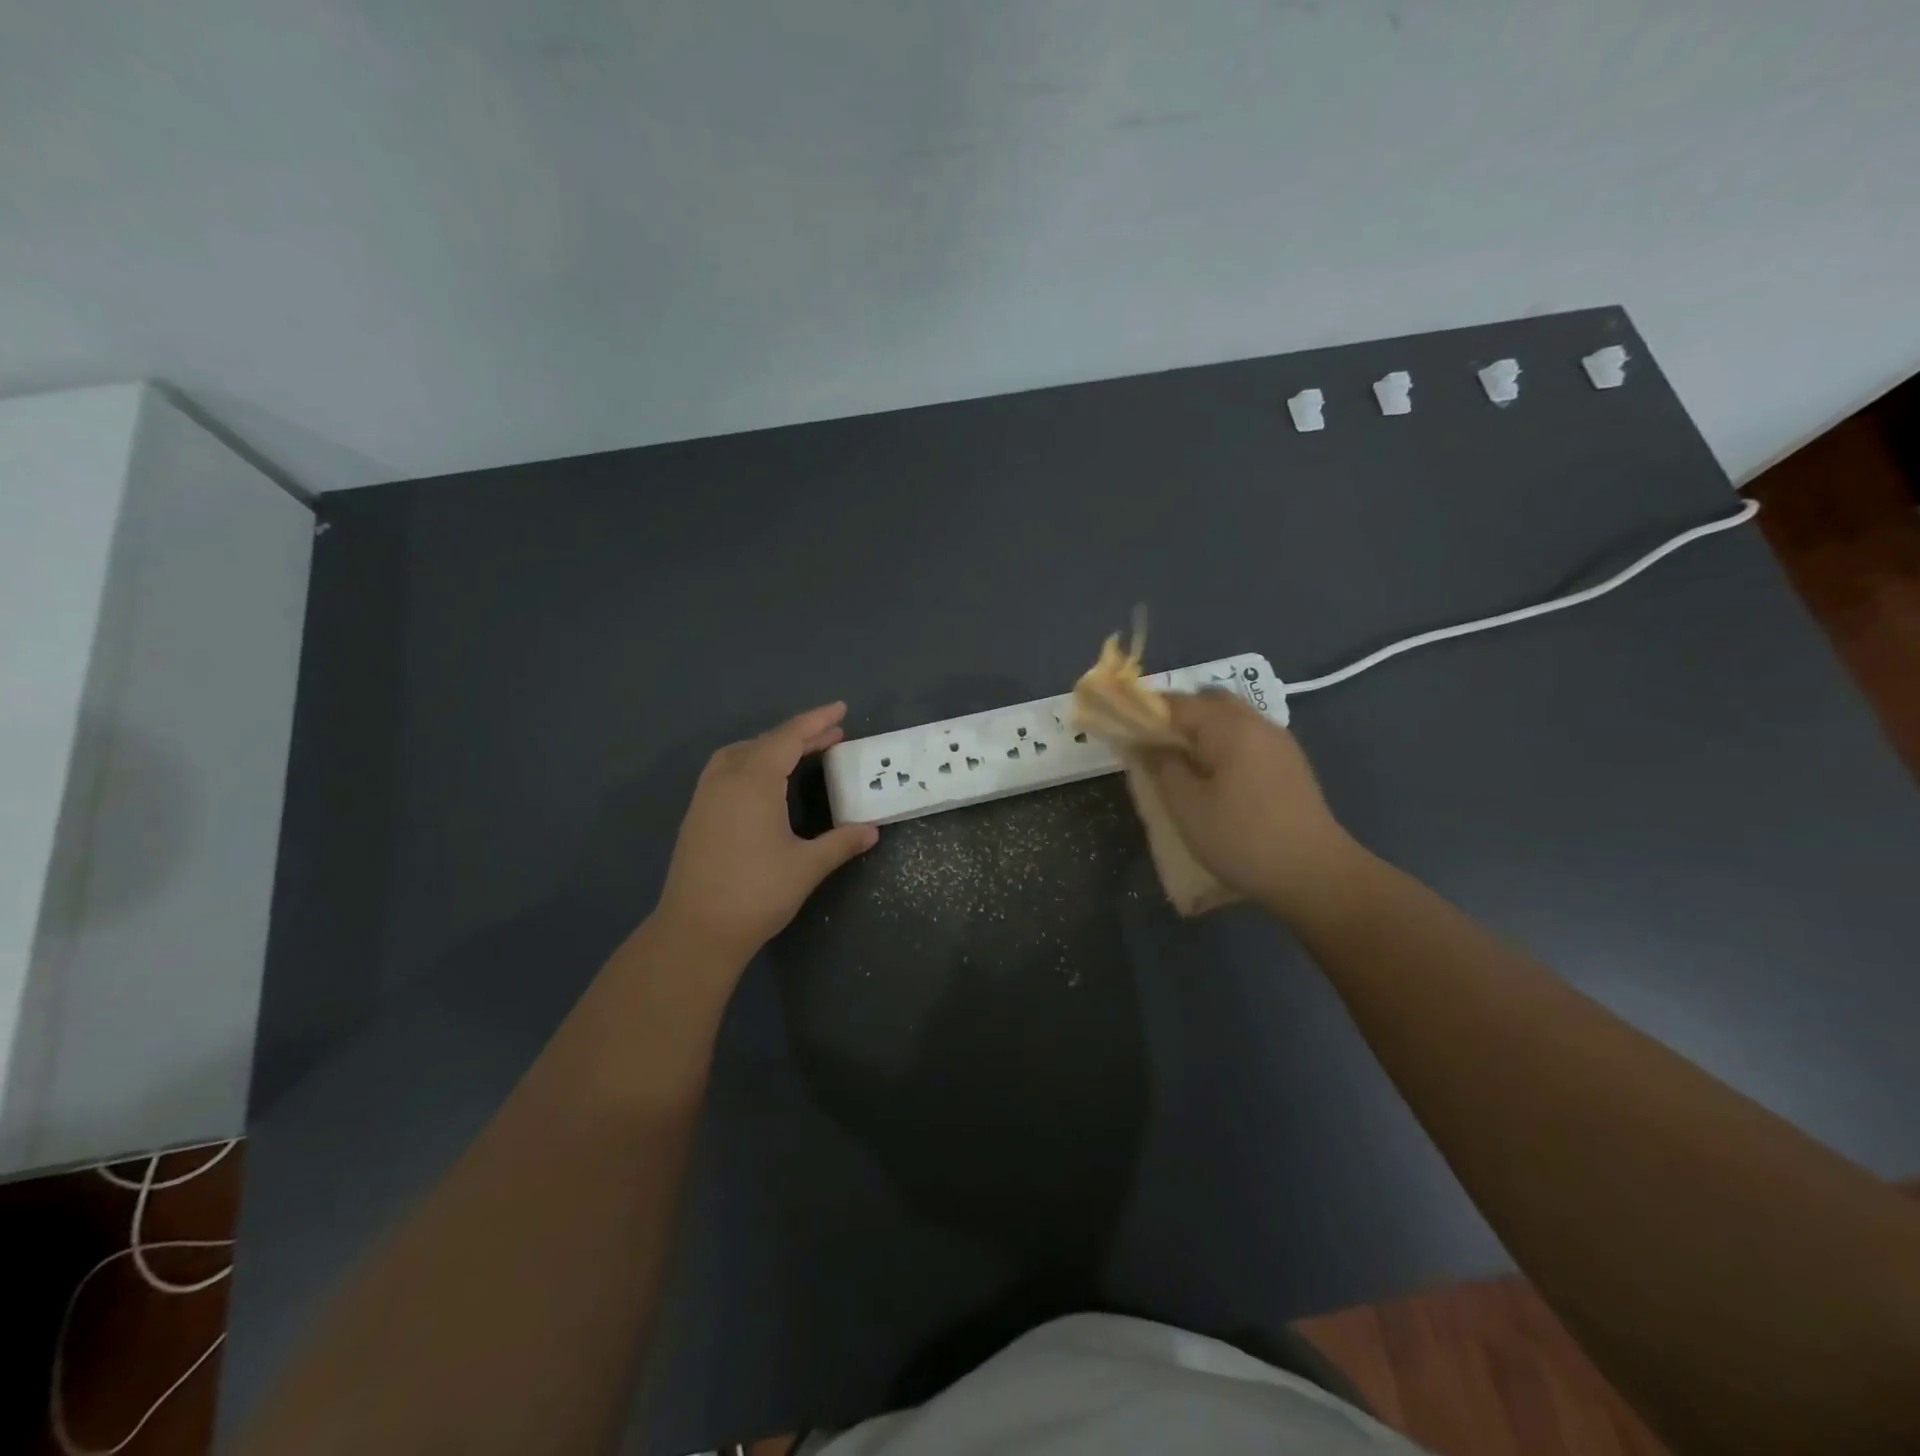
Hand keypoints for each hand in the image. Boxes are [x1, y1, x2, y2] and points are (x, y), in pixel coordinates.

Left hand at [653, 703, 878, 964]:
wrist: (696, 931)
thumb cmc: (756, 894)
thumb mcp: (807, 866)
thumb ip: (841, 842)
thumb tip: (871, 830)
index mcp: (754, 782)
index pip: (789, 738)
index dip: (816, 721)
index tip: (840, 709)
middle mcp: (726, 779)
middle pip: (765, 742)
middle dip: (800, 735)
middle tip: (833, 735)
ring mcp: (706, 797)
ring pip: (740, 753)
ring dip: (771, 746)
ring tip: (799, 752)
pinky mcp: (696, 816)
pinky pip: (725, 770)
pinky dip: (751, 762)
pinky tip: (763, 783)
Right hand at [1136, 693, 1365, 919]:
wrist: (1315, 874)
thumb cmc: (1241, 838)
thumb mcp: (1187, 805)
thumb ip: (1162, 766)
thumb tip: (1146, 743)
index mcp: (1229, 726)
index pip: (1177, 702)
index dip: (1146, 711)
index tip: (1123, 729)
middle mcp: (1257, 723)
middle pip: (1209, 702)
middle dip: (1177, 717)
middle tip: (1154, 745)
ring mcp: (1279, 742)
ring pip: (1231, 720)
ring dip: (1202, 731)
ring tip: (1181, 763)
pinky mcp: (1290, 764)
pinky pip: (1248, 739)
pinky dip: (1224, 745)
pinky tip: (1214, 776)